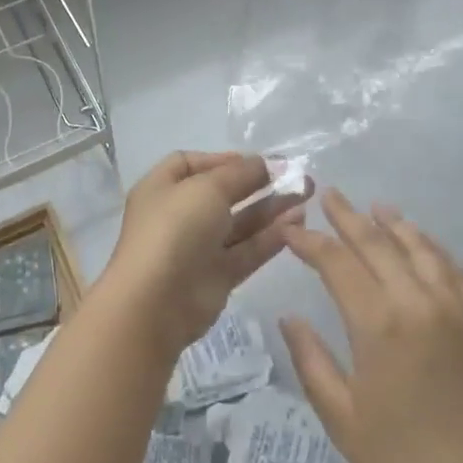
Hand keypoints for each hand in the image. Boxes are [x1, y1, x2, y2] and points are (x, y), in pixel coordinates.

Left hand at [98, 152, 310, 357]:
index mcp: (162, 188)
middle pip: (222, 193)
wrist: (157, 303)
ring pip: (239, 223)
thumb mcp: (206, 188)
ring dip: (270, 208)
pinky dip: (271, 237)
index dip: (222, 159)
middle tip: (296, 176)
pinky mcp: (217, 276)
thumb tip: (262, 163)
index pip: (190, 164)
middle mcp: (178, 215)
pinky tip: (298, 222)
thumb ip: (238, 173)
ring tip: (306, 195)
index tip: (256, 161)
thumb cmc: (174, 229)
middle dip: (257, 183)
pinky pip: (247, 250)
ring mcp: (198, 247)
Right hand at [279, 189, 462, 462]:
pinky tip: (422, 243)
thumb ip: (311, 361)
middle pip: (377, 242)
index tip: (289, 230)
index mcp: (379, 323)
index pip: (336, 262)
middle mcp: (417, 301)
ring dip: (393, 223)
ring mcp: (453, 307)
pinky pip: (452, 268)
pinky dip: (432, 246)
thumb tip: (288, 318)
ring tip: (375, 208)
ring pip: (418, 246)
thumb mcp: (343, 419)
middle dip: (347, 217)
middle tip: (328, 195)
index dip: (309, 241)